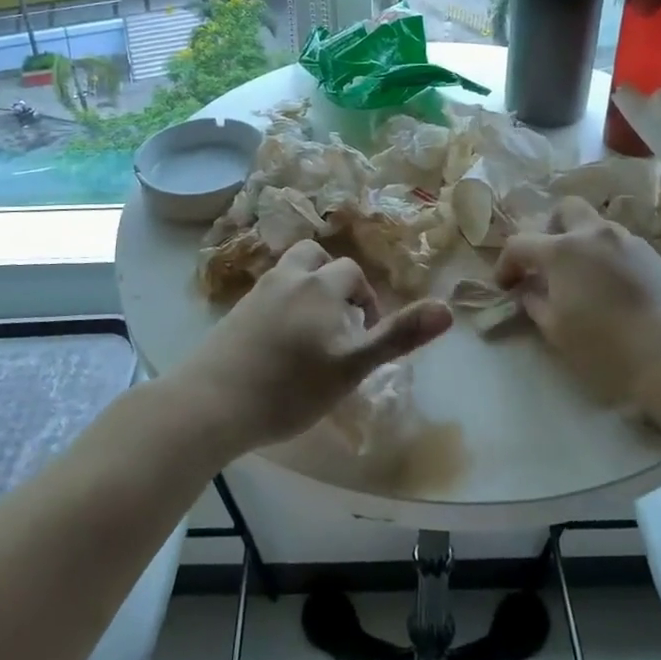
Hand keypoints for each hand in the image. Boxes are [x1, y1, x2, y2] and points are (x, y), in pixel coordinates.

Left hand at [173, 239, 452, 455]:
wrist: (212, 402)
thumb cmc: (290, 387)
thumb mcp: (353, 366)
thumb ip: (399, 336)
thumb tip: (448, 309)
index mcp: (321, 284)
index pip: (352, 273)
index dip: (367, 299)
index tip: (366, 335)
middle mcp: (288, 277)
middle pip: (316, 257)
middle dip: (335, 281)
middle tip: (340, 322)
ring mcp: (257, 292)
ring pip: (289, 271)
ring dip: (306, 287)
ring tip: (312, 328)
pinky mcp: (234, 312)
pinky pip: (267, 293)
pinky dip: (281, 304)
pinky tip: (279, 341)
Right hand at [496, 196, 660, 408]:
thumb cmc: (606, 347)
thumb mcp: (557, 330)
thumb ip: (536, 303)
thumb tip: (530, 290)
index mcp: (563, 250)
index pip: (520, 243)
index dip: (506, 264)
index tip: (506, 286)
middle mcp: (594, 234)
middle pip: (565, 209)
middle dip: (550, 229)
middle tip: (548, 262)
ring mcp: (629, 241)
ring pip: (596, 225)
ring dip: (581, 242)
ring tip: (582, 278)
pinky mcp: (654, 256)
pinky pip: (620, 244)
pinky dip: (606, 256)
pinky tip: (611, 288)